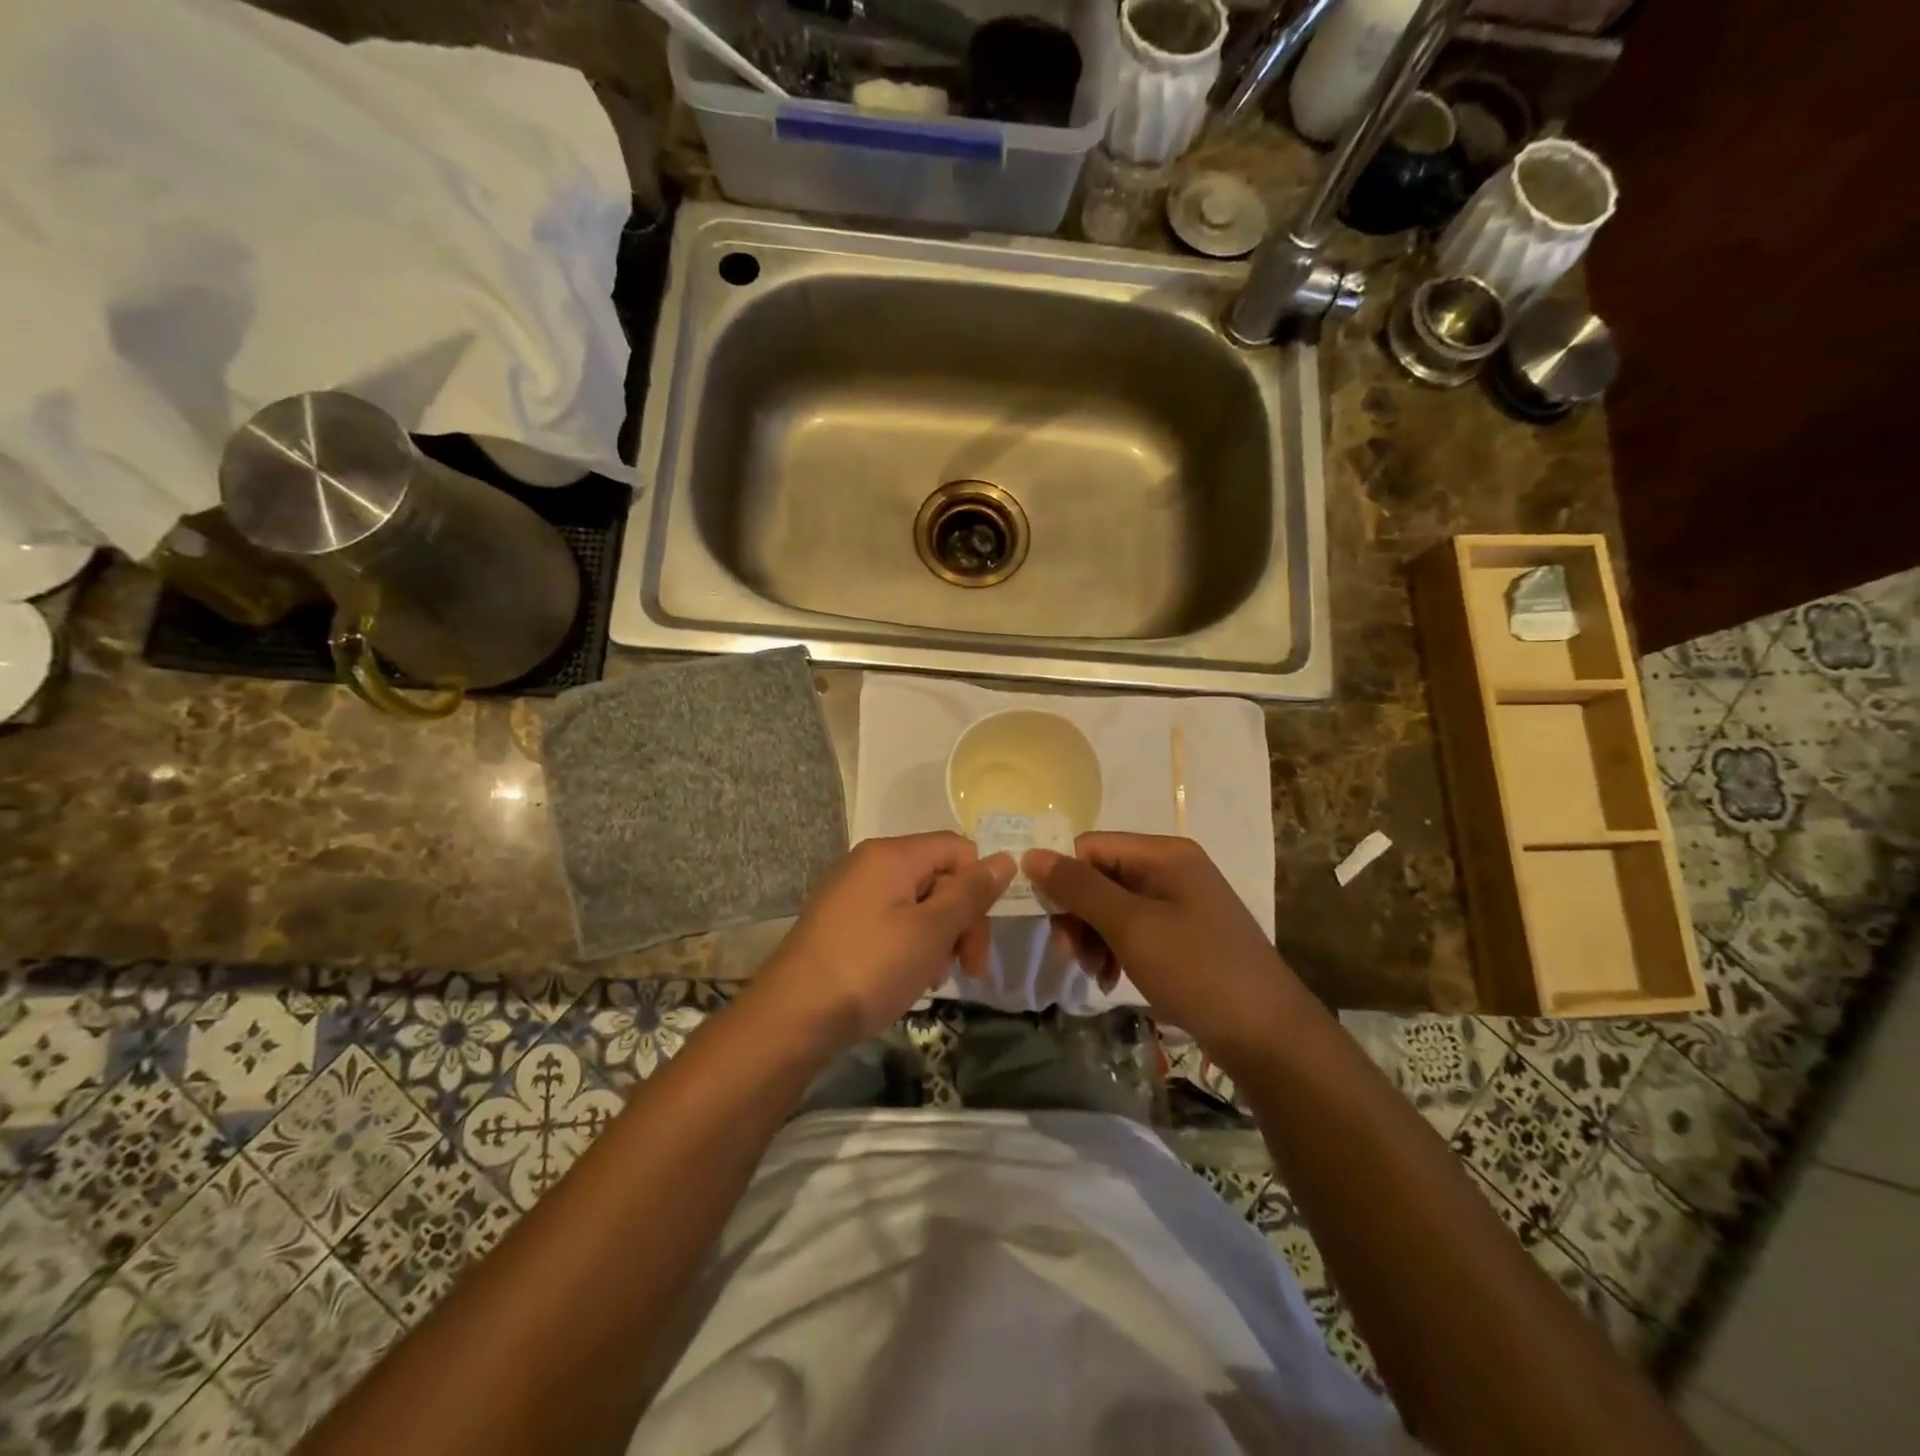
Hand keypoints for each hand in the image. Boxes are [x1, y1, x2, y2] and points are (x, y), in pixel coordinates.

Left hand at [756, 832, 1013, 1051]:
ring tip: (932, 978)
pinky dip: (911, 946)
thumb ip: (971, 893)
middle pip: (939, 876)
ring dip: (938, 938)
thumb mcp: (931, 931)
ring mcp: (853, 893)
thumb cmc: (870, 967)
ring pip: (919, 903)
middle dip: (961, 920)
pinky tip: (909, 978)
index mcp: (892, 854)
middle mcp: (871, 863)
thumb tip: (1006, 858)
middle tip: (968, 969)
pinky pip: (892, 921)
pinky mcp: (843, 922)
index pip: (957, 849)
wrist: (792, 1016)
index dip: (979, 887)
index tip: (981, 936)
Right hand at [1024, 833, 1302, 1062]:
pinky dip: (1114, 949)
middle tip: (1068, 954)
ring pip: (1112, 905)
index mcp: (1163, 853)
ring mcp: (1180, 901)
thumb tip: (1031, 854)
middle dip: (1077, 914)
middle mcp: (1171, 868)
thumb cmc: (1196, 970)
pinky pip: (1133, 928)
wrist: (1267, 1035)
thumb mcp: (1131, 926)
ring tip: (1091, 973)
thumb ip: (1079, 888)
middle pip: (1100, 875)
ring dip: (1092, 936)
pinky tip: (1109, 978)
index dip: (1062, 878)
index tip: (1048, 920)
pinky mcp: (1183, 933)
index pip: (1091, 846)